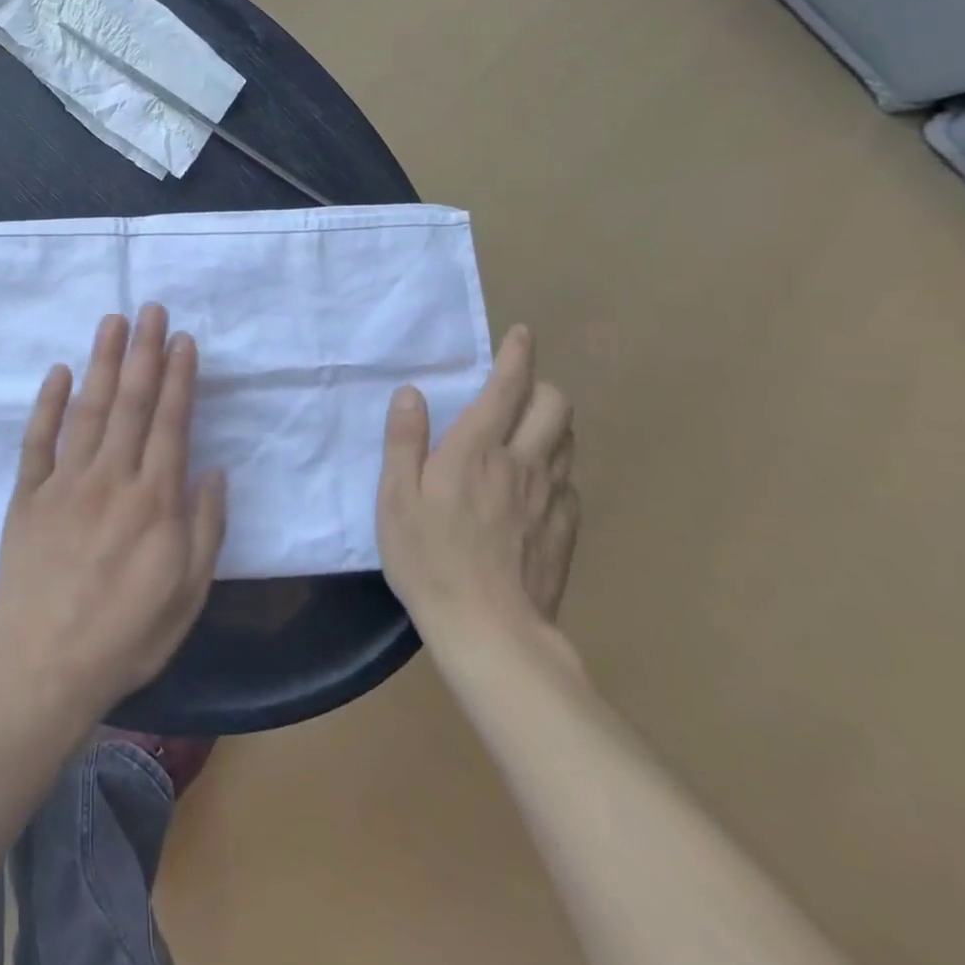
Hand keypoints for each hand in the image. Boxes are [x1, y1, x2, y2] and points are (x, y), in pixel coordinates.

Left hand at [0, 305, 227, 726]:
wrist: (43, 667)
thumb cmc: (126, 635)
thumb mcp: (188, 593)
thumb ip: (205, 528)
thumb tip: (213, 470)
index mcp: (154, 501)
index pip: (170, 423)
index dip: (179, 378)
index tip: (183, 339)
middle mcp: (111, 478)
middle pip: (132, 403)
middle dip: (144, 352)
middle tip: (151, 309)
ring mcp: (65, 482)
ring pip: (89, 408)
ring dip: (103, 362)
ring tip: (113, 322)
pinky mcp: (28, 495)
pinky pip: (38, 439)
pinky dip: (48, 403)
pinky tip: (59, 372)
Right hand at [376, 325, 578, 635]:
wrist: (490, 630)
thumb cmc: (428, 558)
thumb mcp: (395, 497)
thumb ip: (403, 440)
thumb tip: (410, 393)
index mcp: (476, 449)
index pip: (506, 388)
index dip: (516, 356)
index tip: (522, 334)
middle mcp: (522, 462)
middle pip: (555, 406)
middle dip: (541, 388)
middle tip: (516, 395)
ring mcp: (551, 497)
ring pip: (567, 440)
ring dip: (550, 426)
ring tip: (525, 435)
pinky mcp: (566, 528)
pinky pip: (569, 481)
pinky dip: (555, 469)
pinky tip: (534, 488)